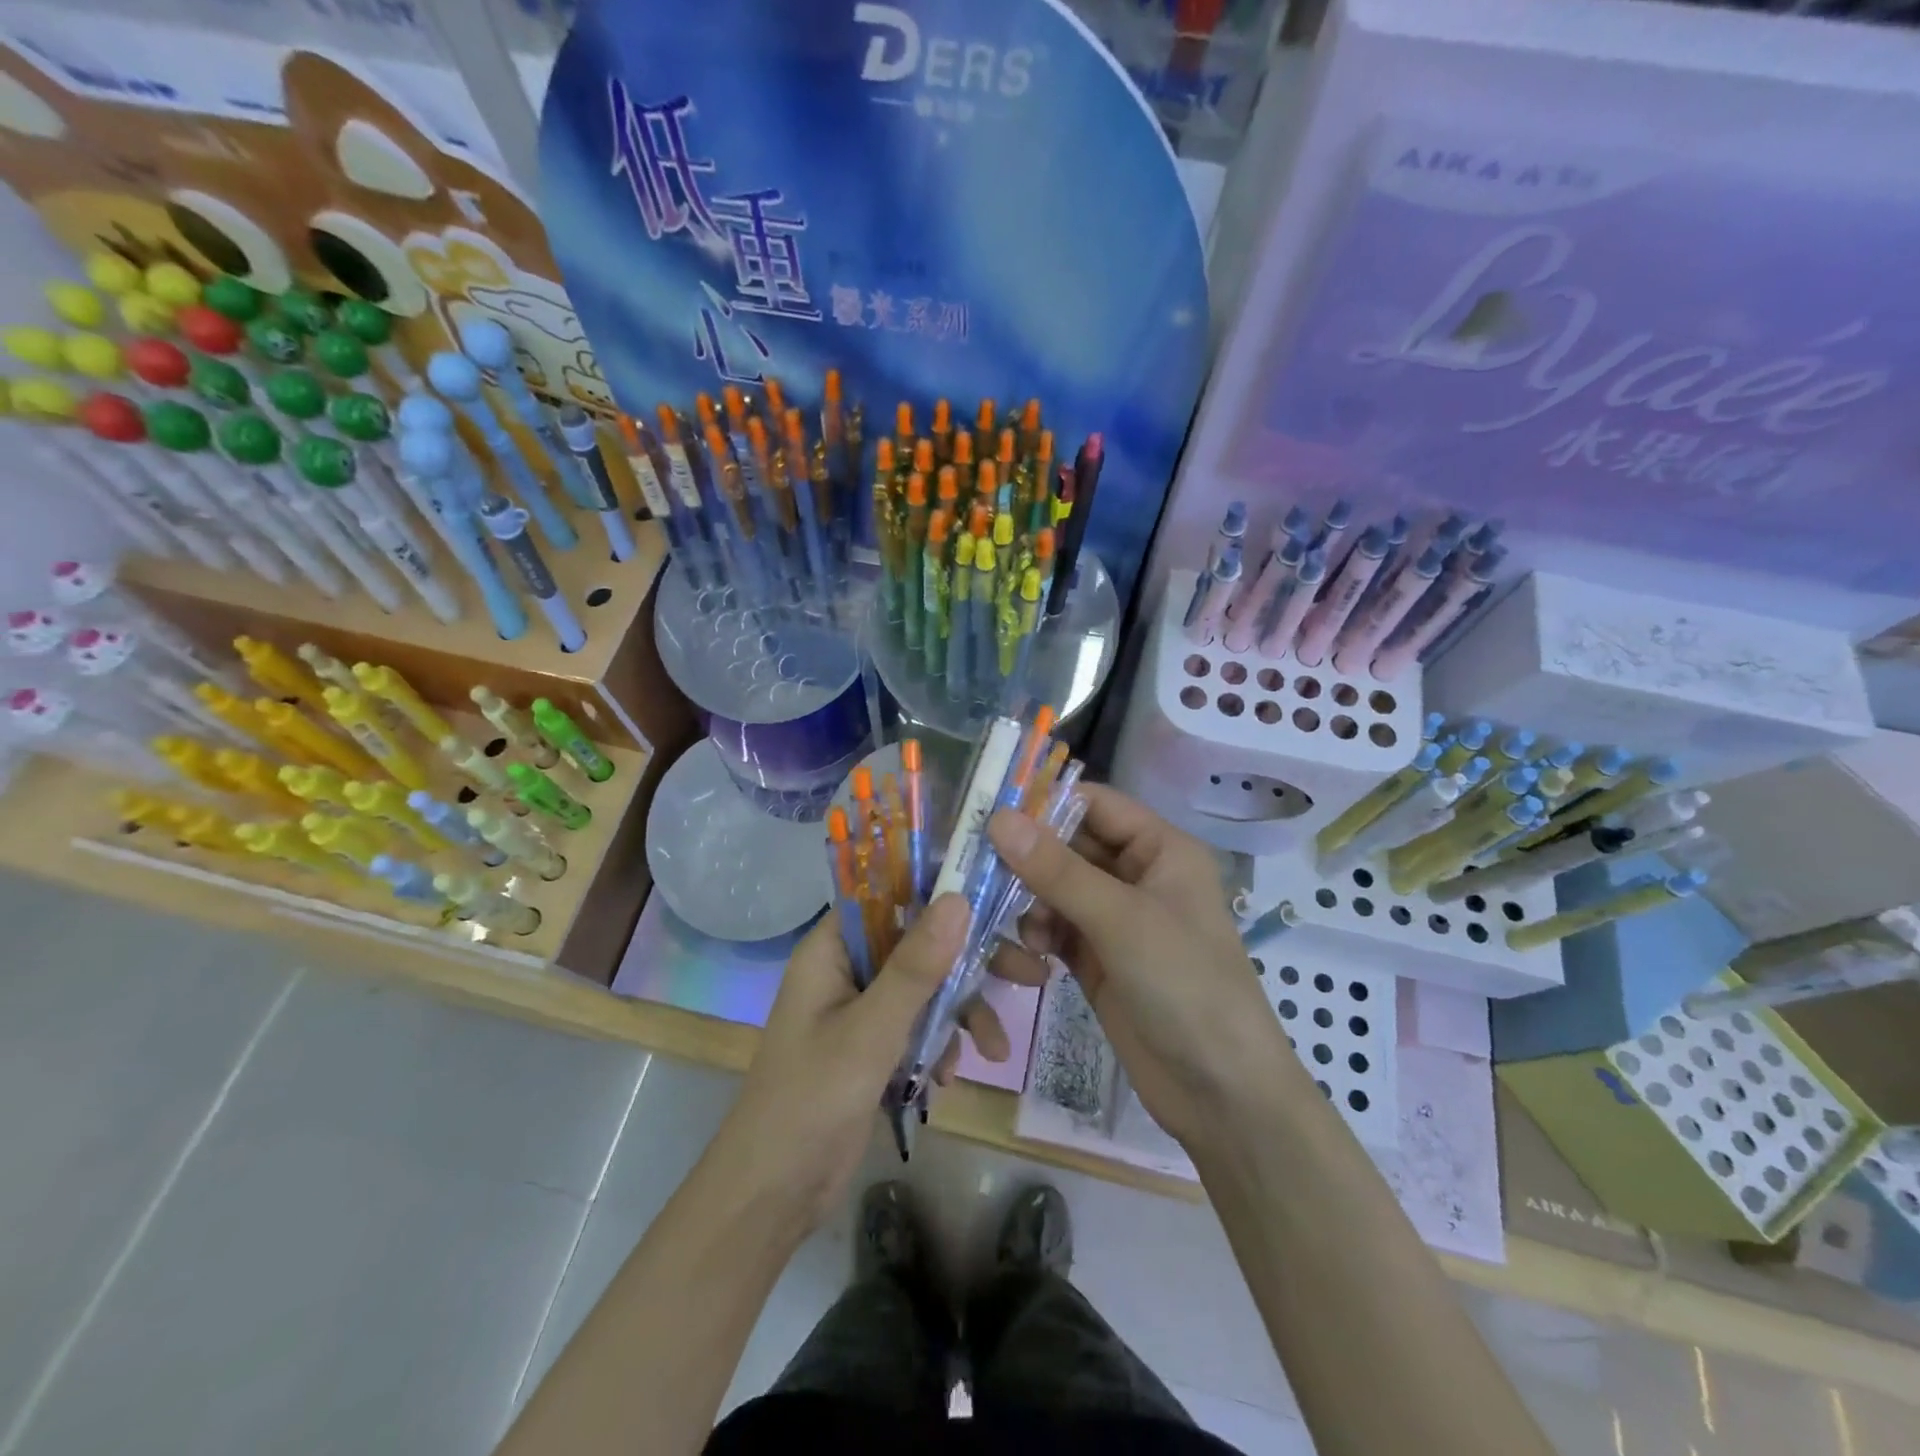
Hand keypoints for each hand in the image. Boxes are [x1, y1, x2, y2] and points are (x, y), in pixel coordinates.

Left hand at [716, 894, 1012, 1232]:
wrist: (774, 1195)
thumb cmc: (811, 1100)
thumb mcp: (870, 1031)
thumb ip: (915, 967)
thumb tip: (957, 898)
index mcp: (832, 949)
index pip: (888, 893)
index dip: (938, 886)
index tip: (992, 890)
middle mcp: (848, 968)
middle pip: (919, 942)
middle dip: (971, 961)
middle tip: (1029, 971)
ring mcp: (862, 1008)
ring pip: (926, 987)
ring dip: (962, 1012)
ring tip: (996, 1049)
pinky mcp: (874, 1045)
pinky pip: (919, 1025)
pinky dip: (941, 1043)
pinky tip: (949, 1077)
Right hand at [987, 784, 1288, 1148]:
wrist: (1219, 1092)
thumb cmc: (1184, 985)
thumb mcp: (1120, 920)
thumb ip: (1057, 869)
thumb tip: (998, 818)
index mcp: (1160, 849)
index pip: (1094, 805)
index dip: (1045, 805)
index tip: (989, 815)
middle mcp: (1137, 875)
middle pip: (1069, 847)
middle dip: (1028, 859)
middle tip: (977, 869)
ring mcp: (1116, 919)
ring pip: (1056, 889)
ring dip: (1032, 903)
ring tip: (1023, 932)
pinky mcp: (1098, 958)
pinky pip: (1056, 929)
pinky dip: (1038, 936)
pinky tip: (1032, 960)